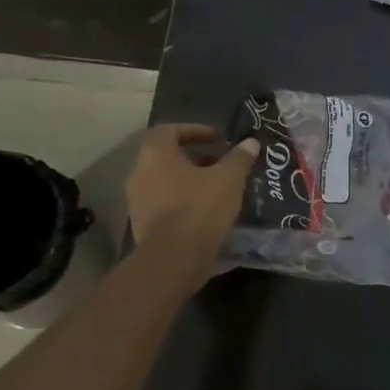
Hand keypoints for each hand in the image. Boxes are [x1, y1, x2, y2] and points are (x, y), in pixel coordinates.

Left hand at [125, 123, 259, 276]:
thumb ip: (239, 158)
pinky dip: (186, 202)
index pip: (169, 130)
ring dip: (191, 181)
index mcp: (156, 155)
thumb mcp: (229, 179)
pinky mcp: (143, 226)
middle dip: (196, 158)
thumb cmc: (199, 208)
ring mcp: (138, 202)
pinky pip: (166, 204)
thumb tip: (250, 142)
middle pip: (168, 157)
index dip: (195, 130)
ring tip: (220, 188)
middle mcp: (140, 174)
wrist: (173, 259)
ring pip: (167, 182)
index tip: (218, 138)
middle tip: (223, 163)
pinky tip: (209, 212)